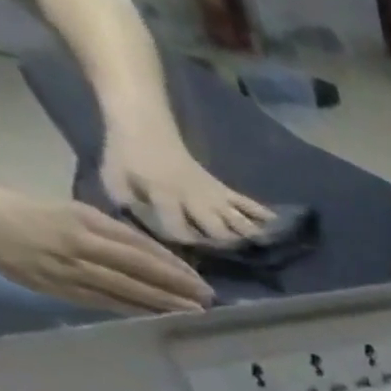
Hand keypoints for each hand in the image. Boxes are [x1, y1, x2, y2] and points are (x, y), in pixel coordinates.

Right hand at [0, 191, 212, 312]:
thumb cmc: (26, 210)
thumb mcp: (72, 211)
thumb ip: (112, 234)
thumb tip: (157, 257)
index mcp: (83, 221)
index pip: (140, 247)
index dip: (173, 266)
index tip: (199, 280)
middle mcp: (79, 245)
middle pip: (140, 271)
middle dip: (177, 287)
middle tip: (208, 300)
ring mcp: (69, 270)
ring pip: (127, 290)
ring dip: (163, 303)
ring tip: (193, 311)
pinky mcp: (59, 289)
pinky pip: (106, 302)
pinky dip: (135, 309)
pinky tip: (158, 316)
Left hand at [100, 131, 271, 243]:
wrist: (144, 125)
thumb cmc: (126, 156)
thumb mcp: (113, 178)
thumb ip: (126, 204)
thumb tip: (143, 228)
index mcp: (164, 195)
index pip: (177, 227)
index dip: (185, 244)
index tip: (192, 259)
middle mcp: (193, 199)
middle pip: (217, 229)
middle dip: (228, 246)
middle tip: (241, 264)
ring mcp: (212, 194)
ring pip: (236, 219)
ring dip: (252, 236)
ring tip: (269, 252)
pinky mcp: (222, 190)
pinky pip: (246, 203)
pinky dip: (262, 214)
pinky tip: (278, 226)